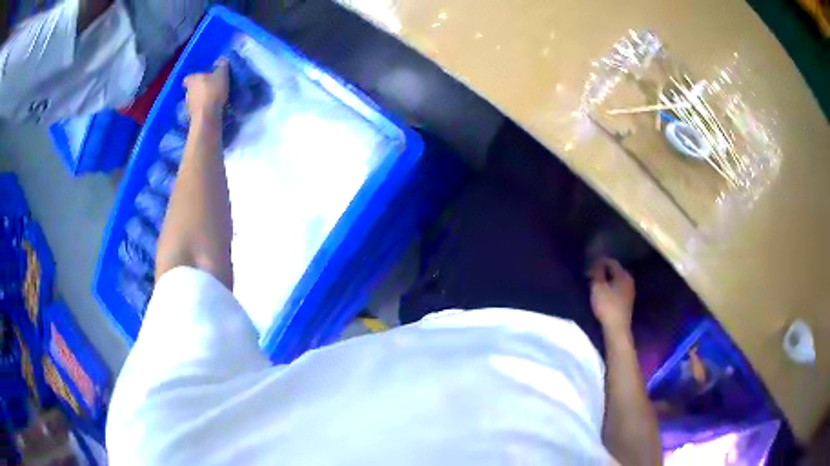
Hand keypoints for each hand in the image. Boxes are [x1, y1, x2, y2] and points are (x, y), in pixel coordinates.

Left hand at [183, 59, 228, 121]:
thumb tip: (220, 60)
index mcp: (192, 79)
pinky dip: (201, 109)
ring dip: (199, 100)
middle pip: (191, 88)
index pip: (188, 78)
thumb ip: (222, 65)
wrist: (207, 115)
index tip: (198, 79)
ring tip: (209, 100)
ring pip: (193, 99)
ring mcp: (188, 105)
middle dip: (197, 89)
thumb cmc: (213, 91)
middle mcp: (187, 92)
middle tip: (207, 89)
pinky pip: (196, 110)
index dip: (192, 78)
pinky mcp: (191, 116)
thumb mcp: (222, 74)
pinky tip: (208, 109)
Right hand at [589, 257, 634, 334]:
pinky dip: (610, 288)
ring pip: (616, 280)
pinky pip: (617, 289)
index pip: (611, 261)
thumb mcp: (598, 287)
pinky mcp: (627, 301)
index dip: (599, 262)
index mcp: (623, 274)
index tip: (588, 265)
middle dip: (603, 271)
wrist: (616, 329)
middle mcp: (629, 280)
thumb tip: (596, 261)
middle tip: (590, 275)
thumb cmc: (607, 306)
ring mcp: (629, 291)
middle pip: (615, 270)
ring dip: (606, 280)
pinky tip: (603, 293)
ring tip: (595, 284)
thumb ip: (597, 272)